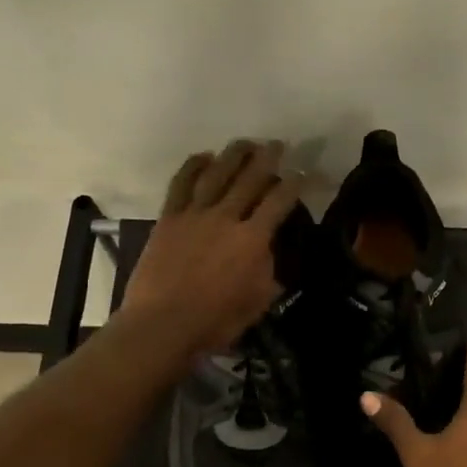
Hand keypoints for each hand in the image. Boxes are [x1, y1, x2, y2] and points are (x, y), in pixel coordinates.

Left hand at [119, 139, 304, 354]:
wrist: (162, 324)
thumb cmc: (215, 321)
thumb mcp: (257, 302)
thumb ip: (267, 272)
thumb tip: (268, 252)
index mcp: (252, 239)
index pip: (279, 202)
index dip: (295, 184)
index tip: (303, 174)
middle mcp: (226, 217)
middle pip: (250, 178)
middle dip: (268, 158)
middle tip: (277, 145)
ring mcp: (194, 215)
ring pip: (217, 173)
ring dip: (234, 154)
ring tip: (245, 142)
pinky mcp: (169, 218)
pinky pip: (182, 184)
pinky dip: (193, 166)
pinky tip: (203, 156)